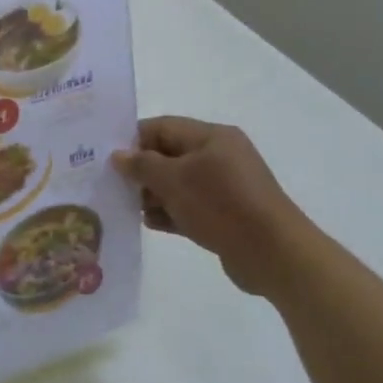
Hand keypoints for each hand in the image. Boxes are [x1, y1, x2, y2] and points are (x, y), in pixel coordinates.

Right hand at [112, 117, 309, 294]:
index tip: (108, 158)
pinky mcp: (227, 215)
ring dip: (153, 194)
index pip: (163, 127)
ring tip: (128, 207)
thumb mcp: (173, 180)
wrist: (274, 255)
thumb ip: (142, 165)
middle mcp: (220, 156)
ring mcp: (225, 187)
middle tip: (113, 185)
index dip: (134, 140)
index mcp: (212, 137)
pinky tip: (149, 223)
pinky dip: (170, 212)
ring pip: (179, 184)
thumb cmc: (221, 205)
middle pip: (169, 155)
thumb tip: (118, 155)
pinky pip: (190, 207)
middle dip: (142, 170)